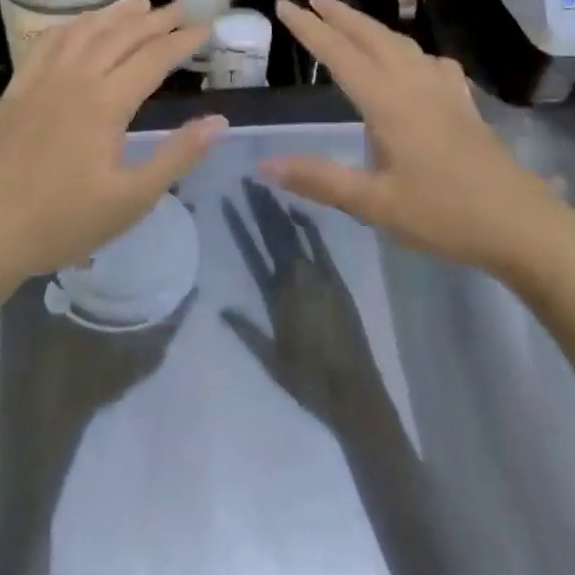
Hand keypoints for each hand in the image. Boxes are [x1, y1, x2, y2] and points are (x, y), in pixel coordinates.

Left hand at [0, 0, 223, 282]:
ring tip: (142, 2)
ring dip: (117, 14)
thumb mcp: (131, 200)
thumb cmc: (63, 222)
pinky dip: (73, 25)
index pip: (154, 58)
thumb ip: (177, 156)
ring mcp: (41, 79)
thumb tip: (219, 121)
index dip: (184, 41)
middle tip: (184, 8)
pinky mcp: (17, 88)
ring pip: (85, 31)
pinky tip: (82, 24)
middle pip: (122, 35)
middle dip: (157, 19)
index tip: (207, 28)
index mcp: (106, 102)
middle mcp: (75, 78)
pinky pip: (48, 42)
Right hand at [221, 180, 394, 430]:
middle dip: (262, 206)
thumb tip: (219, 305)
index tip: (232, 197)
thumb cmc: (307, 381)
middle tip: (249, 179)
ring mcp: (322, 278)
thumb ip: (245, 330)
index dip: (243, 222)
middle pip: (276, 234)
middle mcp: (299, 279)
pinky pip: (322, 248)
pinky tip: (302, 212)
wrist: (354, 394)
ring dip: (282, 212)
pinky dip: (310, 228)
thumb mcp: (269, 358)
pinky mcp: (339, 283)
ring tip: (270, 188)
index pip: (255, 248)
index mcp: (278, 295)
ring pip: (297, 236)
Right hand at [263, 0, 574, 275]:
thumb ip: (320, 180)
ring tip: (349, 20)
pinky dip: (409, 50)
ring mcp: (444, 90)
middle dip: (340, 14)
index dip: (309, 30)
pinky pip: (430, 62)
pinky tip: (413, 62)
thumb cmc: (444, 214)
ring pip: (401, 44)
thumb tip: (265, 164)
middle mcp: (415, 84)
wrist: (521, 224)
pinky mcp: (463, 103)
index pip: (340, 55)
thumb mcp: (375, 204)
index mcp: (389, 102)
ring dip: (370, 26)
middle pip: (372, 36)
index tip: (283, 6)